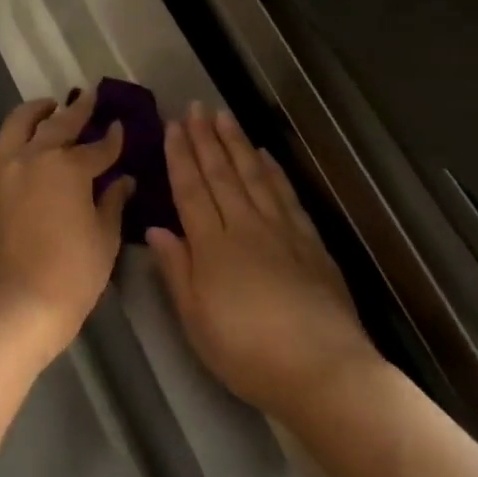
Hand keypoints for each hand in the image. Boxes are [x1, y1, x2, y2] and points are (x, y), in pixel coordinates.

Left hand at [0, 91, 134, 354]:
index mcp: (68, 167)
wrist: (21, 302)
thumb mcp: (105, 236)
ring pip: (16, 125)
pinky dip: (4, 140)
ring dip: (35, 113)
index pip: (98, 147)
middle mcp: (32, 157)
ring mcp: (2, 169)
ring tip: (46, 109)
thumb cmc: (74, 272)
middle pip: (58, 125)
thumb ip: (113, 201)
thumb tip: (123, 181)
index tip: (120, 128)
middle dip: (77, 110)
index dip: (113, 139)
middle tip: (89, 97)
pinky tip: (11, 143)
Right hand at [147, 104, 383, 419]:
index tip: (172, 126)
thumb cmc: (247, 353)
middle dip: (206, 139)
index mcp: (212, 247)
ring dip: (237, 144)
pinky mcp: (311, 242)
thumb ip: (176, 271)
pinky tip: (265, 156)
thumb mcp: (196, 322)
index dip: (180, 157)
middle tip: (195, 107)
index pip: (191, 191)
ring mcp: (283, 231)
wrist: (322, 369)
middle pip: (222, 175)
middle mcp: (246, 228)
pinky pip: (287, 196)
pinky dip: (274, 171)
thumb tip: (156, 229)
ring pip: (255, 177)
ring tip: (224, 117)